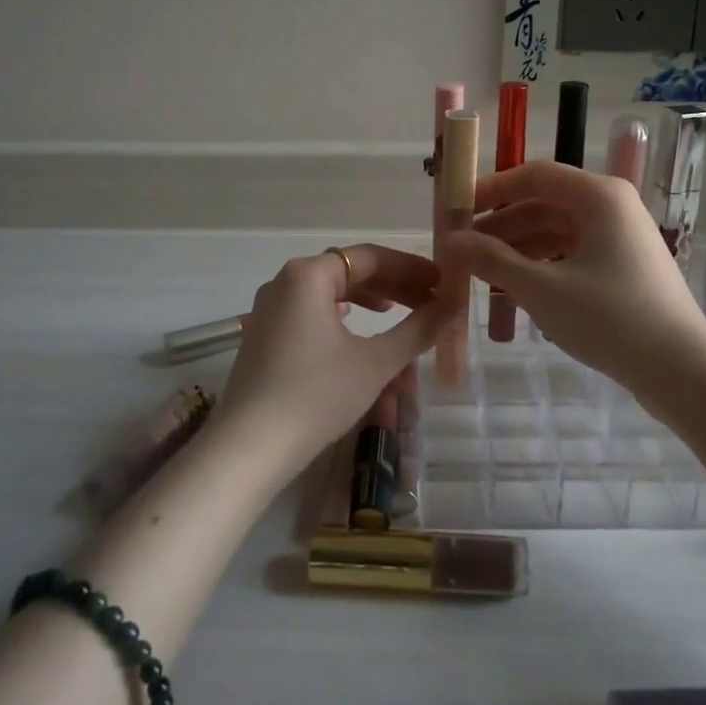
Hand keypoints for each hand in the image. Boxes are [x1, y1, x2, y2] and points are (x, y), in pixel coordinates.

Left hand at [216, 244, 456, 476]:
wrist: (250, 447)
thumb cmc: (317, 395)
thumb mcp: (376, 362)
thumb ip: (418, 329)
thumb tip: (455, 304)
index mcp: (308, 274)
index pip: (370, 257)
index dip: (411, 268)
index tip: (443, 283)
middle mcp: (284, 280)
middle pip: (348, 269)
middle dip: (392, 283)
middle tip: (430, 300)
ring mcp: (269, 307)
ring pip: (328, 289)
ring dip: (368, 296)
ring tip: (399, 310)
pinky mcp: (264, 334)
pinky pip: (310, 308)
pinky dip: (340, 312)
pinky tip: (356, 326)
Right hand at [440, 161, 705, 400]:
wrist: (681, 370)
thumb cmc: (609, 318)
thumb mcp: (540, 288)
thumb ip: (492, 260)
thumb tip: (451, 241)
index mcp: (598, 196)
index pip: (533, 175)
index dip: (491, 189)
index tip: (457, 211)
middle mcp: (612, 206)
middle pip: (544, 203)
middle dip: (501, 225)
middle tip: (463, 250)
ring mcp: (621, 237)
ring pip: (557, 230)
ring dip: (518, 248)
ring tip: (482, 273)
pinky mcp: (624, 266)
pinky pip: (572, 252)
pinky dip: (542, 264)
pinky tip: (515, 289)